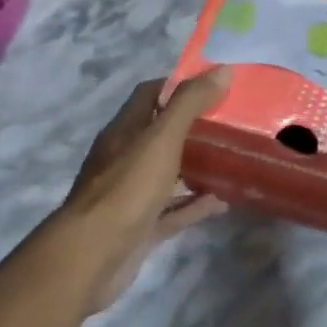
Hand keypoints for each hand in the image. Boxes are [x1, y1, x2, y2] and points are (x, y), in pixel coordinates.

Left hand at [55, 71, 230, 313]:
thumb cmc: (127, 188)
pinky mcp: (140, 226)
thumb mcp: (162, 138)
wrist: (92, 256)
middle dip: (194, 126)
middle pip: (161, 133)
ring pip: (169, 172)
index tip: (214, 84)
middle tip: (232, 122)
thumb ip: (190, 104)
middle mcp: (125, 157)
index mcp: (125, 130)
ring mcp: (132, 194)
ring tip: (234, 158)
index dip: (180, 85)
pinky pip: (173, 210)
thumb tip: (222, 70)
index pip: (151, 94)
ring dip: (197, 165)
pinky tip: (223, 201)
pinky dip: (196, 204)